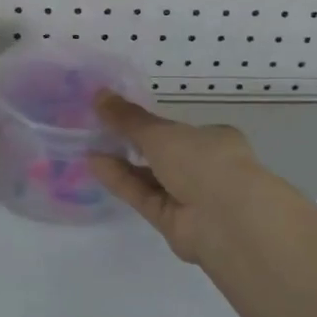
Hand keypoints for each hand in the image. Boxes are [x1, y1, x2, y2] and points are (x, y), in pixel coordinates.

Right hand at [88, 94, 291, 269]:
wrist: (227, 220)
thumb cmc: (203, 161)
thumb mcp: (160, 132)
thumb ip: (128, 118)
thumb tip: (99, 94)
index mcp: (215, 140)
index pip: (179, 130)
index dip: (150, 124)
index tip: (120, 116)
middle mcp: (205, 168)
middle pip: (162, 155)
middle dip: (132, 145)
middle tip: (98, 131)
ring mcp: (190, 198)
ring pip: (150, 178)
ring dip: (121, 163)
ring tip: (89, 147)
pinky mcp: (173, 222)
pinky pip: (143, 196)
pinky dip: (121, 181)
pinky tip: (95, 164)